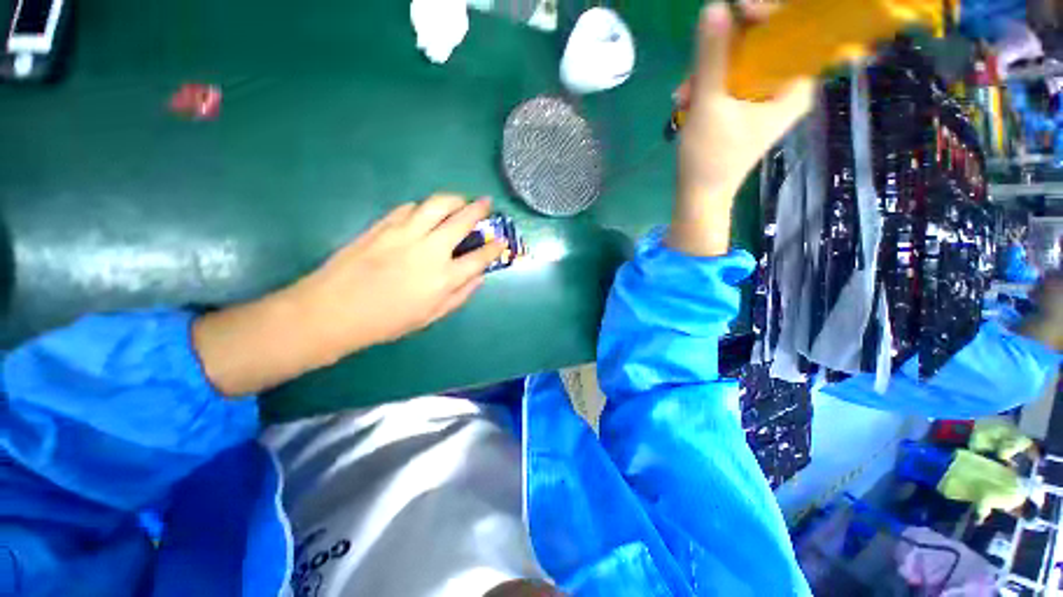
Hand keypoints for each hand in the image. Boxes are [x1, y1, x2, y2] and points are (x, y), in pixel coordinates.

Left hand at [193, 195, 503, 396]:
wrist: (334, 311)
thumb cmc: (387, 321)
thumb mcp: (431, 316)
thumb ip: (460, 295)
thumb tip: (479, 278)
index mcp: (444, 278)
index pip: (480, 257)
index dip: (495, 247)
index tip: (502, 241)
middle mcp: (430, 250)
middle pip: (462, 220)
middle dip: (479, 209)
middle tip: (486, 203)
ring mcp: (405, 233)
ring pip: (437, 204)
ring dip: (454, 198)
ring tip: (460, 200)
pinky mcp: (383, 225)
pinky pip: (409, 207)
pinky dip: (424, 206)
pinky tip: (426, 212)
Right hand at [668, 2, 812, 256]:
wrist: (699, 195)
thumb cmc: (709, 159)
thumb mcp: (708, 106)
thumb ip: (712, 57)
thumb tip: (714, 7)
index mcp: (794, 87)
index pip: (793, 31)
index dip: (765, 14)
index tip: (735, 9)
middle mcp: (786, 87)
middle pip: (763, 44)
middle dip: (723, 52)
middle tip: (695, 68)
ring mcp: (766, 97)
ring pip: (742, 62)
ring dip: (708, 72)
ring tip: (683, 96)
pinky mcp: (747, 107)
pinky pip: (731, 79)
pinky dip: (708, 86)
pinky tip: (687, 101)